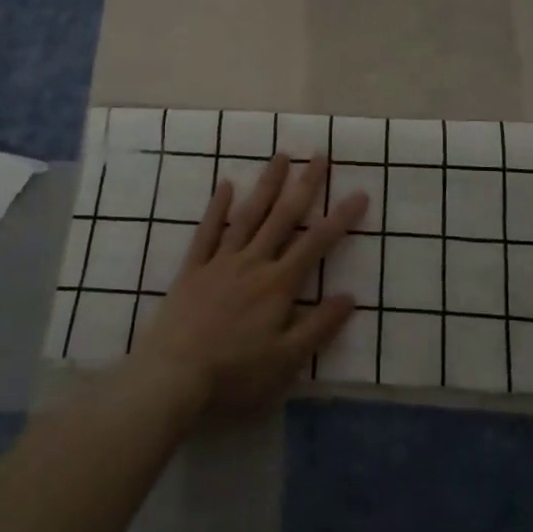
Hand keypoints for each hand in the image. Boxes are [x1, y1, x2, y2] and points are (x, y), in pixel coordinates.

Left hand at [125, 154, 367, 421]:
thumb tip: (349, 296)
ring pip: (248, 215)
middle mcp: (252, 263)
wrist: (172, 376)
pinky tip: (226, 184)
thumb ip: (318, 327)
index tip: (359, 193)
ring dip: (266, 185)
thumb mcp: (286, 361)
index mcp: (278, 285)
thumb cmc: (234, 374)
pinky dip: (218, 207)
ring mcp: (220, 262)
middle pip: (283, 217)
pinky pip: (207, 231)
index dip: (340, 218)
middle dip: (304, 185)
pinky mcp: (192, 269)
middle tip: (319, 155)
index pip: (316, 244)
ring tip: (280, 156)